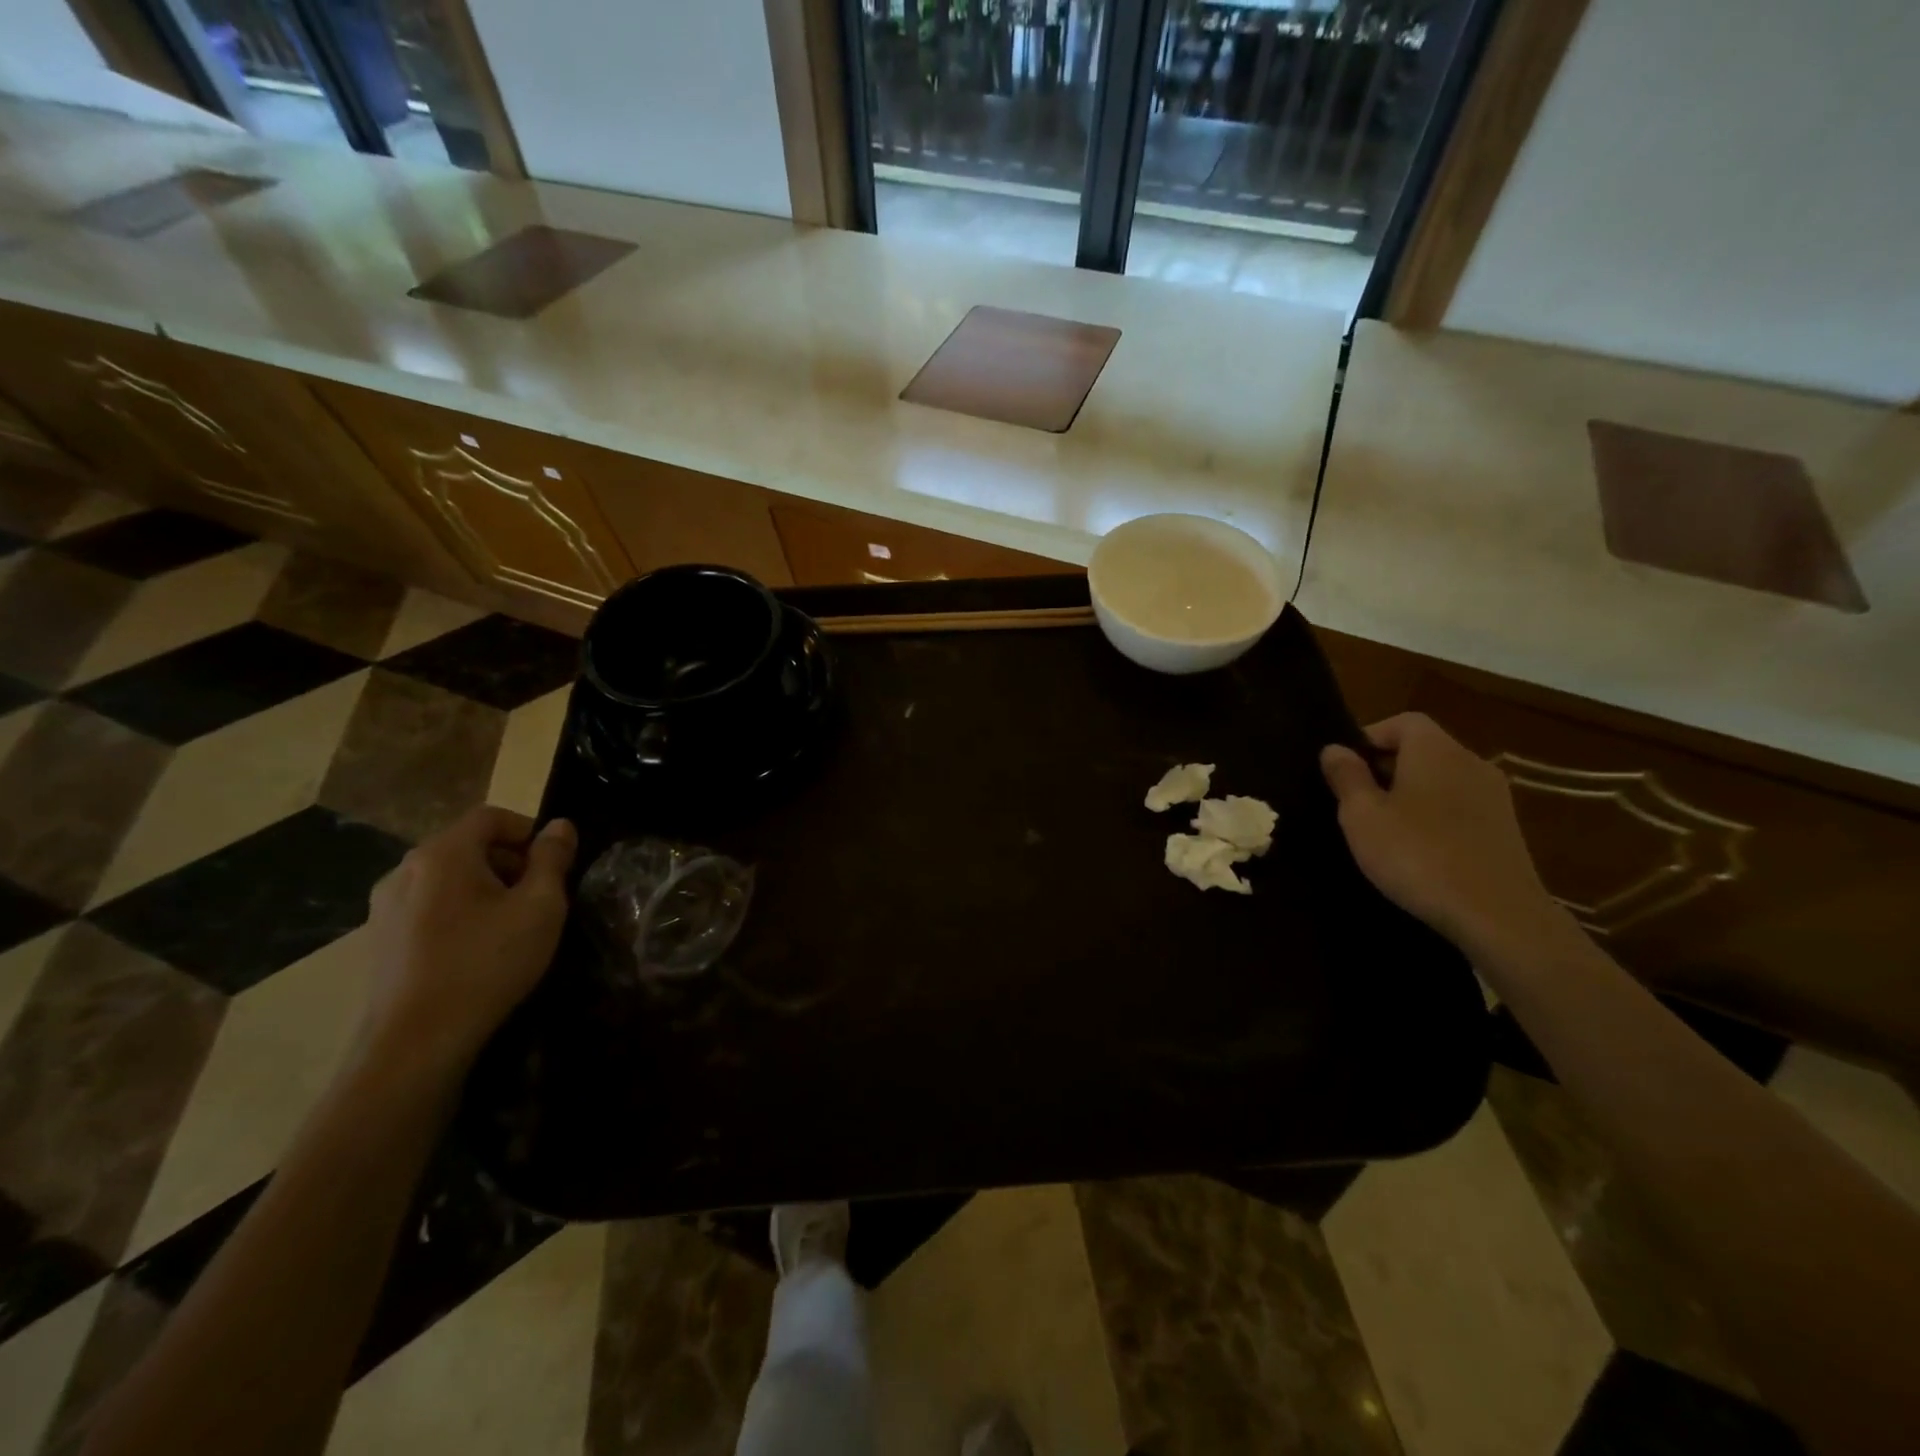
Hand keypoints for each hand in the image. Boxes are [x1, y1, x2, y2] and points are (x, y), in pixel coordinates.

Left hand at [357, 806, 576, 1079]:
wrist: (416, 1041)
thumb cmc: (487, 963)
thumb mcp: (540, 907)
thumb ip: (553, 859)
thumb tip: (559, 826)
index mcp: (443, 853)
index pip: (490, 816)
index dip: (528, 830)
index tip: (553, 864)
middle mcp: (405, 869)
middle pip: (467, 845)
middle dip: (509, 861)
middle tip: (539, 896)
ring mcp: (385, 906)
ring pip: (447, 877)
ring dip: (484, 888)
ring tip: (510, 925)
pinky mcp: (379, 939)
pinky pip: (428, 906)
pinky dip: (457, 912)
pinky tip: (476, 948)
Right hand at [1320, 713, 1561, 955]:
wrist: (1497, 916)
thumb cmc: (1418, 855)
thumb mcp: (1363, 816)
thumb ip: (1346, 777)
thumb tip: (1335, 749)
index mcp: (1436, 751)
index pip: (1403, 721)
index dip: (1369, 736)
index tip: (1344, 768)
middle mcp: (1471, 763)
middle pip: (1423, 750)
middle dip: (1386, 768)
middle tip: (1354, 801)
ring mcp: (1495, 798)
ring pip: (1441, 781)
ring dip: (1410, 795)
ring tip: (1382, 829)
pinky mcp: (1505, 831)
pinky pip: (1459, 809)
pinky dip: (1434, 818)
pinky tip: (1417, 852)